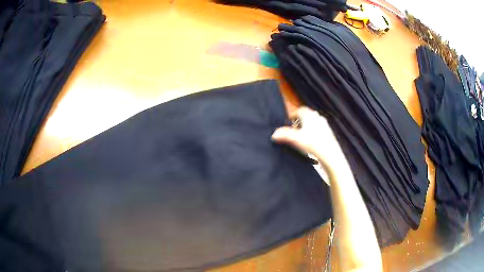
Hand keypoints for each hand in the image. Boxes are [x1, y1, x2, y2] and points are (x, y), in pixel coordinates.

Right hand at [271, 107, 344, 170]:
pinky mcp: (329, 133)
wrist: (330, 154)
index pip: (300, 110)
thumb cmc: (313, 144)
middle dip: (300, 121)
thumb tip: (273, 134)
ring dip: (307, 127)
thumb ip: (284, 135)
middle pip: (307, 115)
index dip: (293, 115)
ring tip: (302, 137)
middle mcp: (318, 117)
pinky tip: (312, 142)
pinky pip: (319, 129)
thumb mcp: (296, 139)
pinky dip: (314, 132)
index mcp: (309, 115)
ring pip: (313, 122)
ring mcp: (325, 124)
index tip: (288, 122)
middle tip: (294, 130)